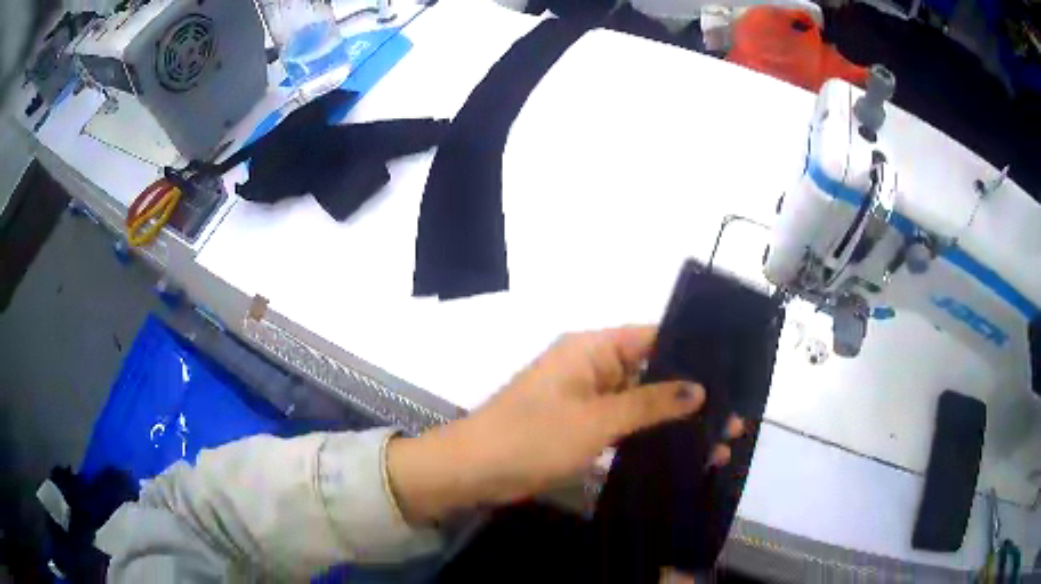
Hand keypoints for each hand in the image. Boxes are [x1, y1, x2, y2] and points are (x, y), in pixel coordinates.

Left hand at [388, 326, 737, 524]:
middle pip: (652, 372)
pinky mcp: (583, 427)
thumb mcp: (595, 420)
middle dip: (692, 394)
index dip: (692, 351)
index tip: (732, 370)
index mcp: (592, 349)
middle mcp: (593, 367)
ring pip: (642, 403)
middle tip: (735, 416)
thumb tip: (699, 389)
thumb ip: (649, 404)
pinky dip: (650, 437)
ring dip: (675, 420)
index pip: (653, 337)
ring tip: (720, 441)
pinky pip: (625, 425)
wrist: (474, 472)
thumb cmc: (532, 437)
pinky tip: (683, 453)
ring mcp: (588, 399)